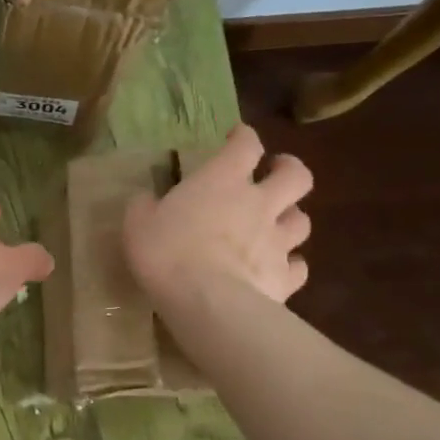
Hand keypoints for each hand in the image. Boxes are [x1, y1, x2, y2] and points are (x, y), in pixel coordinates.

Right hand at [123, 124, 311, 305]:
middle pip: (296, 176)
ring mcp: (278, 241)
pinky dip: (291, 265)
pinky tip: (277, 269)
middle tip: (276, 171)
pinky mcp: (285, 278)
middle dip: (288, 169)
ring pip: (302, 220)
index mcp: (222, 181)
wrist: (206, 302)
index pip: (245, 145)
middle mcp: (259, 204)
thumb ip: (144, 207)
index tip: (235, 137)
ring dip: (291, 218)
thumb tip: (146, 199)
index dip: (243, 137)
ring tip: (276, 224)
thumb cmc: (167, 253)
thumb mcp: (137, 224)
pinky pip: (298, 267)